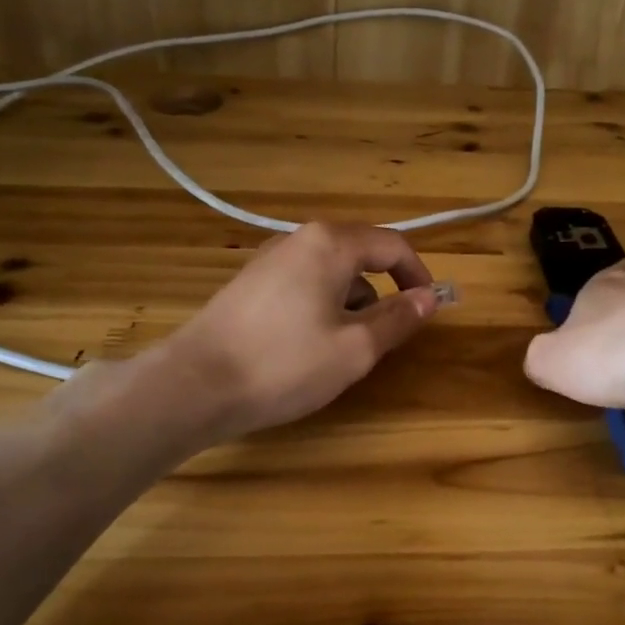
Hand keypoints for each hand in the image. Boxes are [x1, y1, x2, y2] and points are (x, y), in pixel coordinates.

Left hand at [141, 222, 438, 442]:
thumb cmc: (285, 364)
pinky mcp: (250, 284)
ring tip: (341, 350)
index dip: (419, 276)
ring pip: (331, 273)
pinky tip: (306, 348)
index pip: (393, 246)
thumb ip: (398, 318)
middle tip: (383, 339)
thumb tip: (430, 298)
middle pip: (360, 255)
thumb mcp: (355, 348)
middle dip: (382, 293)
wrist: (194, 385)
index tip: (429, 310)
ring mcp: (269, 259)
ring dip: (351, 304)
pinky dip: (322, 308)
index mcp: (330, 244)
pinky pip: (304, 285)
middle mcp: (299, 239)